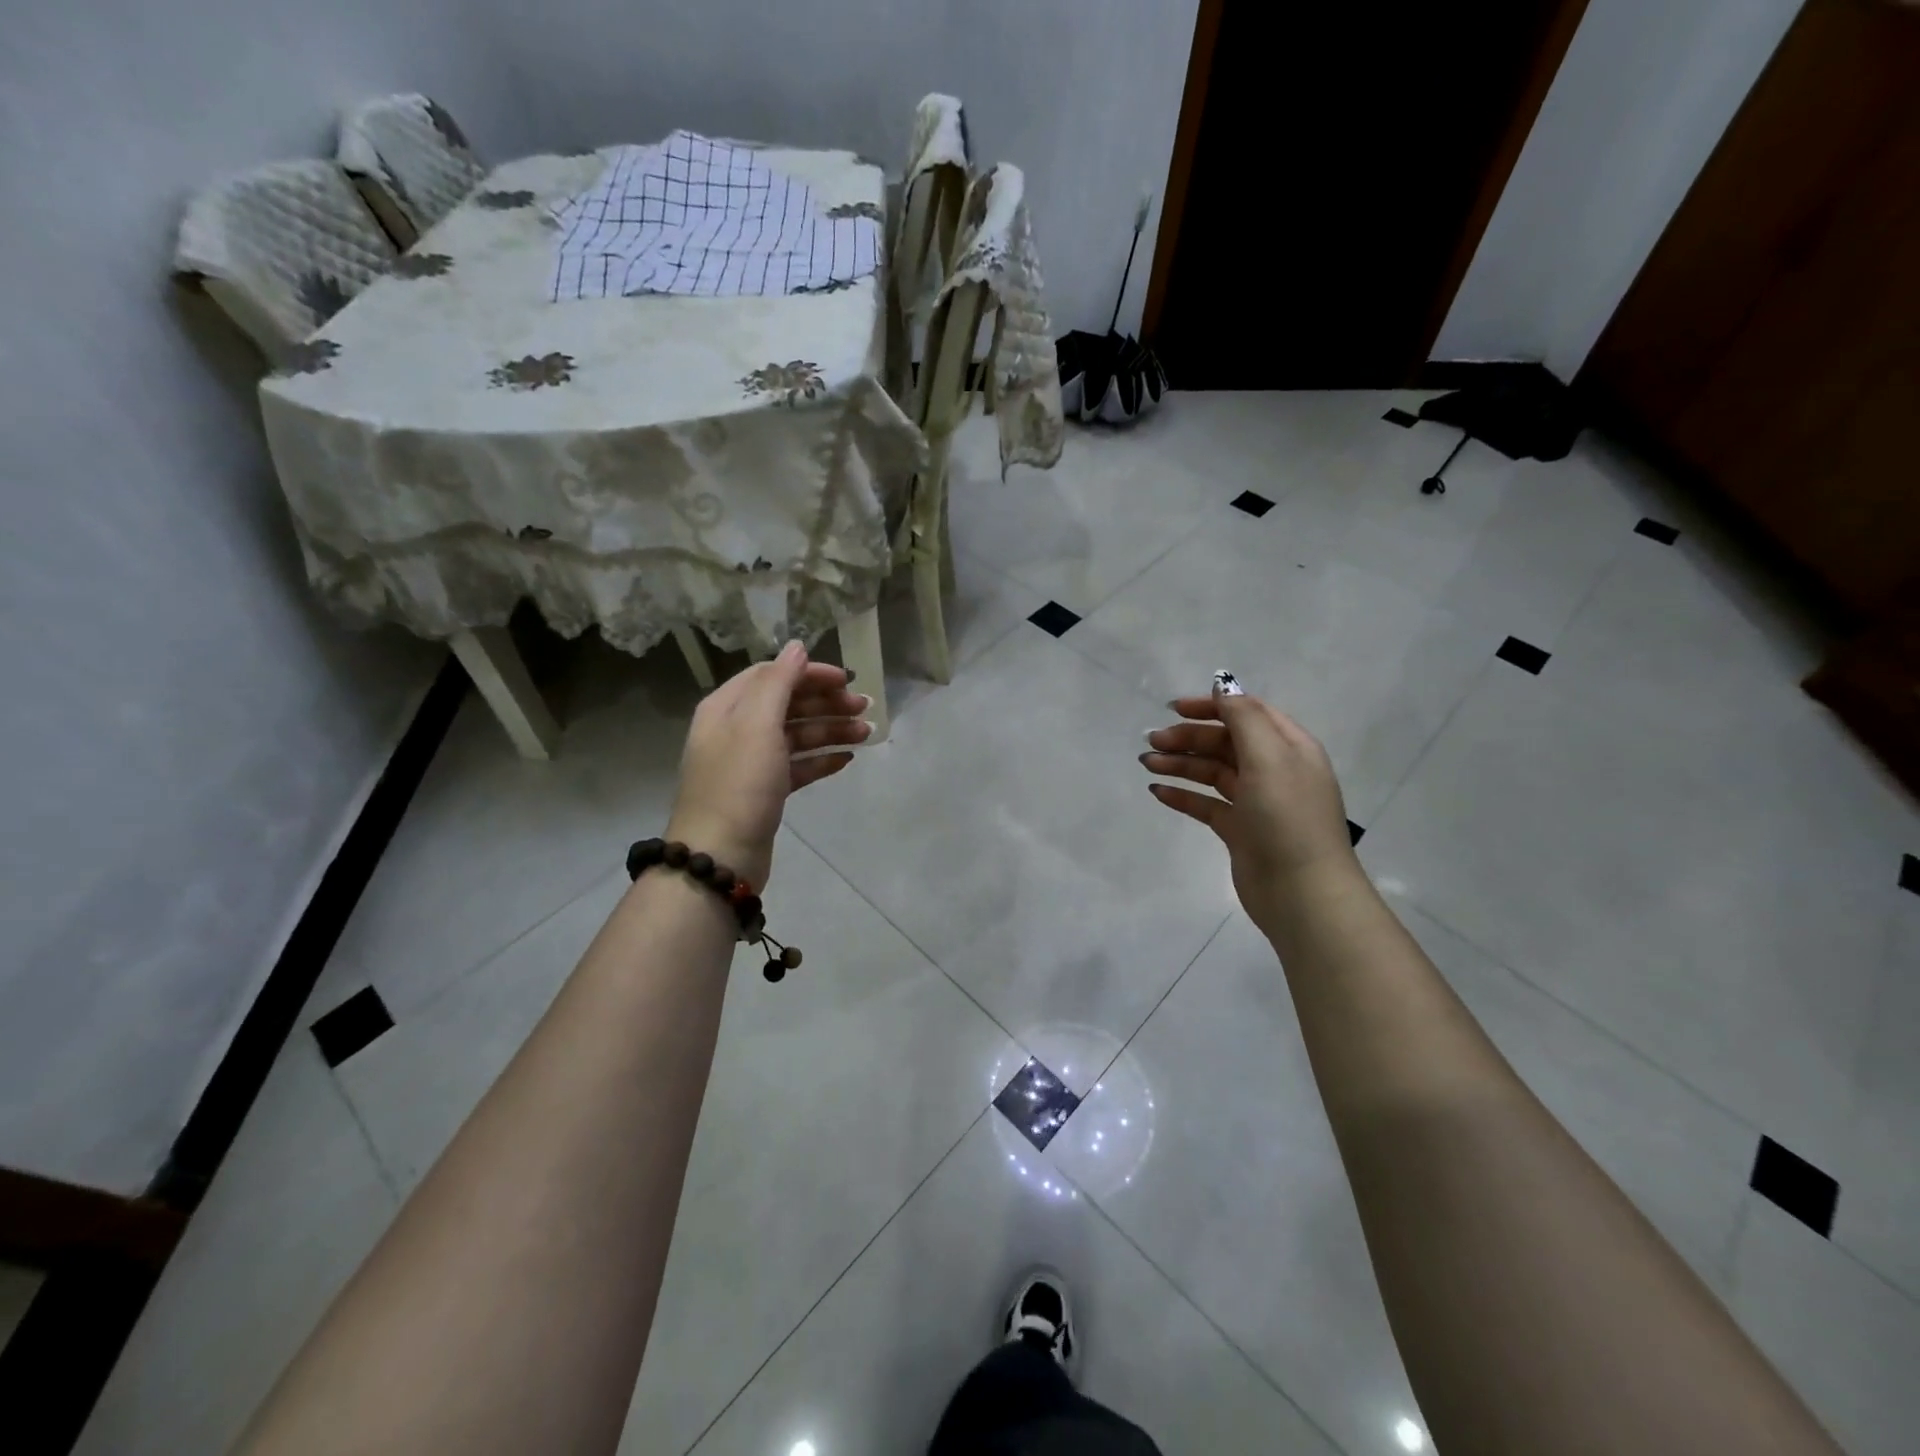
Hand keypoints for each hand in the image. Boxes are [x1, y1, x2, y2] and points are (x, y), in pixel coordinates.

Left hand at [665, 641, 868, 886]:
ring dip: (831, 730)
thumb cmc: (739, 784)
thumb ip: (778, 682)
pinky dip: (821, 759)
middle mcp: (736, 730)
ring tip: (866, 734)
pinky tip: (846, 760)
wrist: (719, 856)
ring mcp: (750, 763)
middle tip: (865, 708)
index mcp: (727, 707)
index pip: (772, 675)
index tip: (847, 680)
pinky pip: (797, 766)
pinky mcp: (765, 792)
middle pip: (787, 704)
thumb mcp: (757, 724)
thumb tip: (797, 646)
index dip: (810, 674)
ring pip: (796, 736)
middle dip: (826, 702)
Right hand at [1140, 689, 1359, 931]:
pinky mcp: (1239, 829)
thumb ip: (1244, 718)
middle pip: (1225, 742)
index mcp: (1289, 747)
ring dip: (1180, 764)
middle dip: (1188, 737)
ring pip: (1212, 772)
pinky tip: (1157, 792)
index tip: (1173, 709)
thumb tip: (1223, 686)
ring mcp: (1256, 801)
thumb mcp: (1269, 758)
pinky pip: (1206, 803)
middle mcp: (1274, 769)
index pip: (1247, 713)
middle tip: (1152, 741)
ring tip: (1147, 764)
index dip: (1212, 706)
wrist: (1301, 892)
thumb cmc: (1287, 817)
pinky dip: (1182, 795)